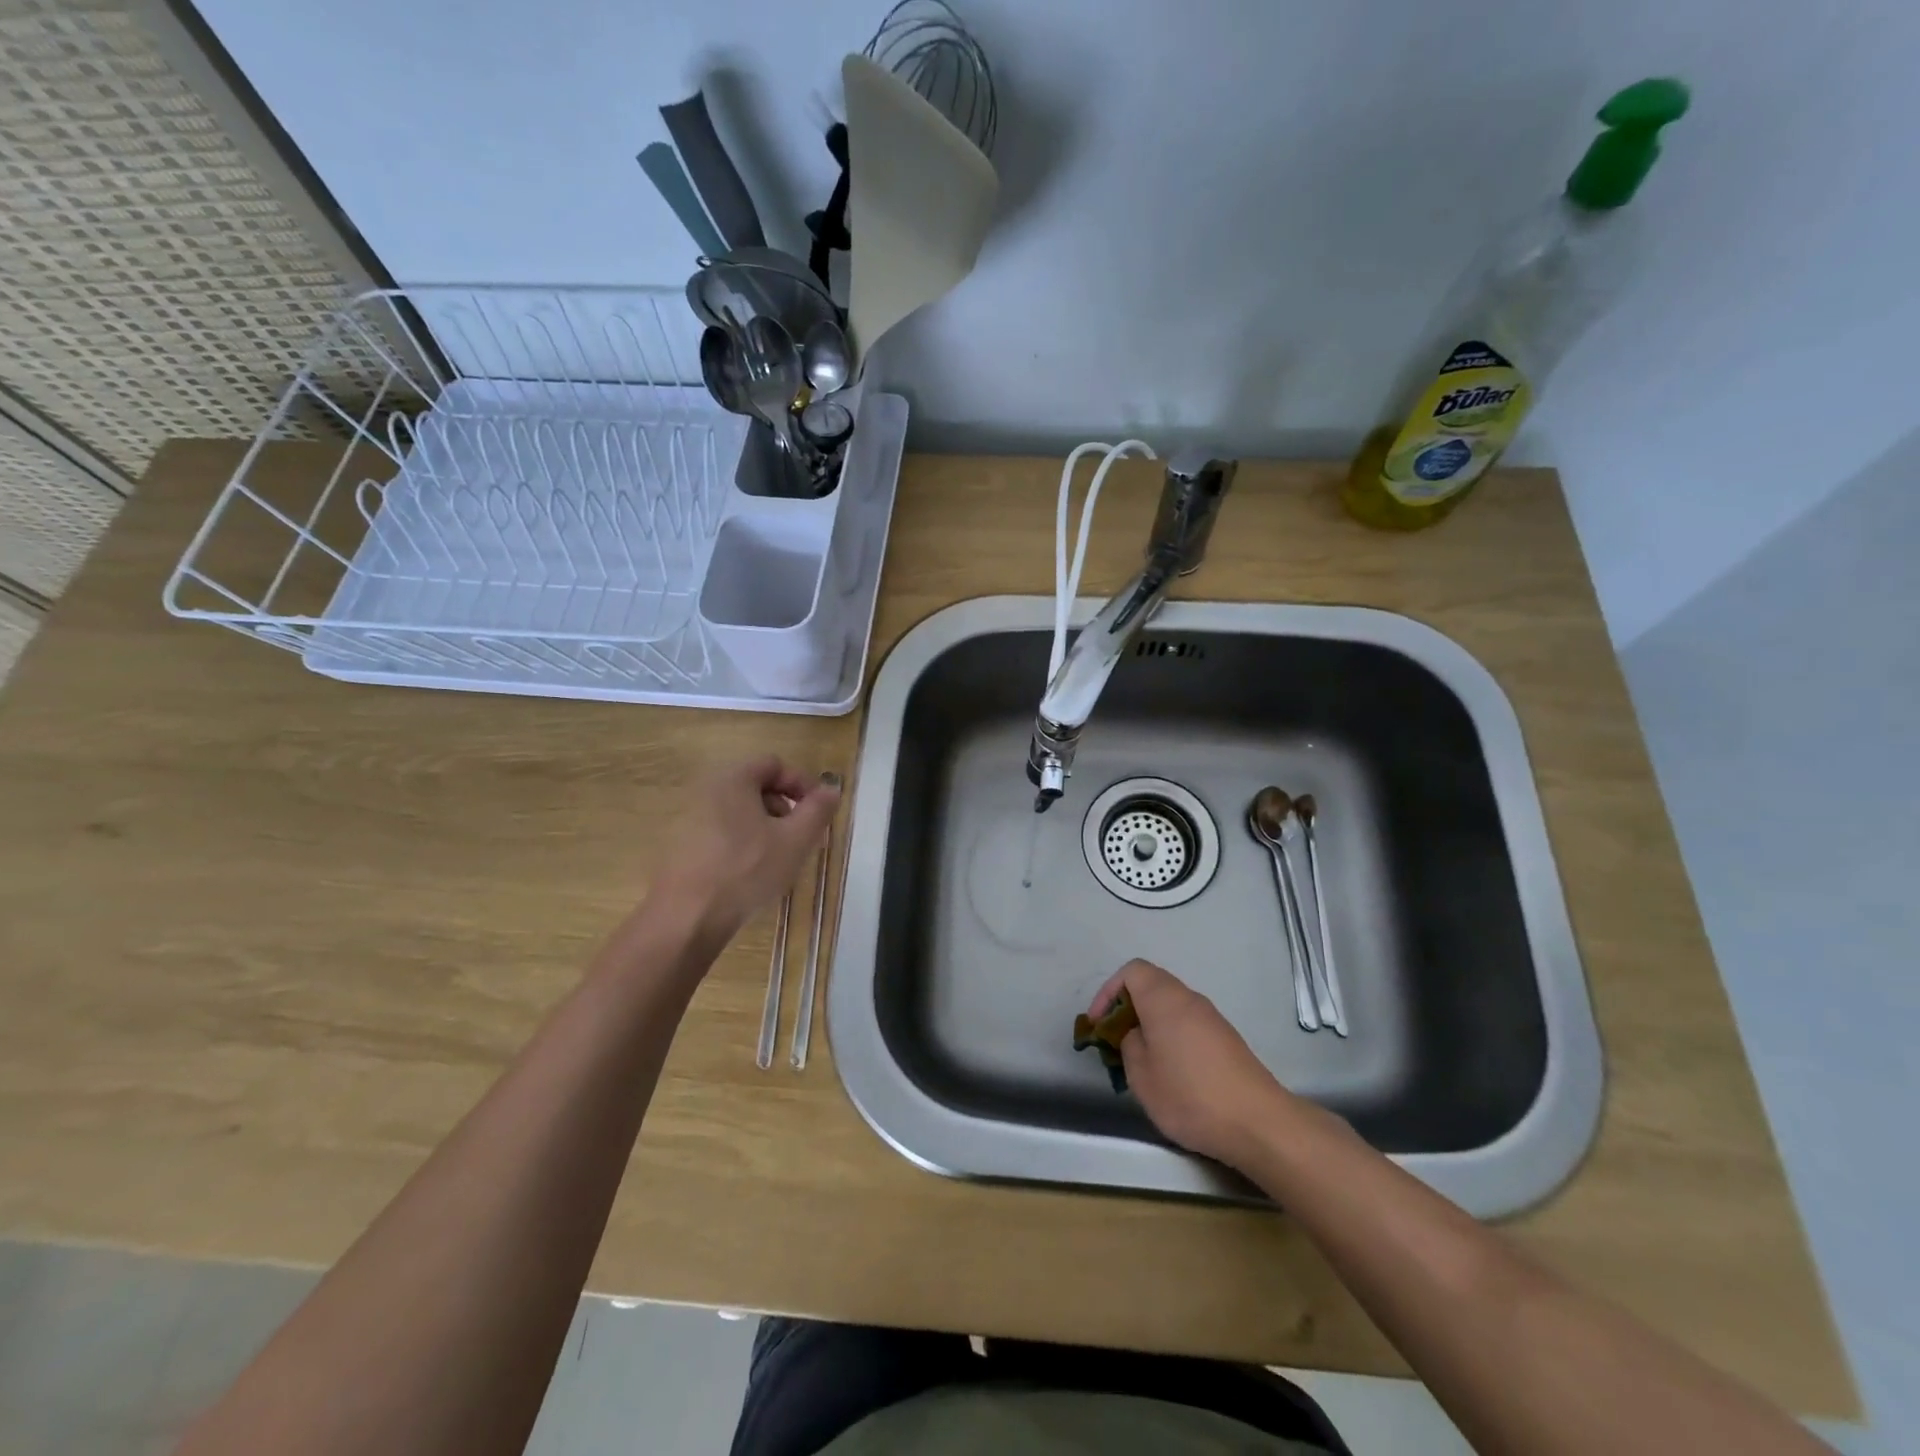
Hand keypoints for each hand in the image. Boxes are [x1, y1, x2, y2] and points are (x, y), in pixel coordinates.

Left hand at [651, 756, 840, 942]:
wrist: (685, 919)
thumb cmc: (745, 871)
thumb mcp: (795, 840)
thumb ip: (818, 810)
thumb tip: (830, 789)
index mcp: (733, 779)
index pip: (775, 764)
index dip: (802, 785)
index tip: (818, 814)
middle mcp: (706, 790)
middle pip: (757, 787)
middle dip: (786, 810)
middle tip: (801, 840)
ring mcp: (689, 818)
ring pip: (740, 813)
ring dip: (766, 829)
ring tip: (778, 862)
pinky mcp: (680, 846)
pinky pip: (722, 833)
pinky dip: (743, 844)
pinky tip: (751, 875)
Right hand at [1086, 959, 1286, 1168]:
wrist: (1258, 1122)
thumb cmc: (1190, 1095)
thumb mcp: (1141, 1076)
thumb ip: (1128, 1045)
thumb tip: (1134, 1034)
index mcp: (1164, 998)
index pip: (1131, 971)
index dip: (1108, 992)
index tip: (1099, 1025)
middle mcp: (1188, 998)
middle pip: (1151, 984)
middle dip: (1127, 1007)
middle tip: (1115, 1040)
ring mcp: (1211, 1017)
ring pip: (1170, 1005)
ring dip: (1149, 1023)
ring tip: (1140, 1059)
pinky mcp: (1226, 1039)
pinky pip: (1187, 1023)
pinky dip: (1170, 1035)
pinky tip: (1171, 1071)